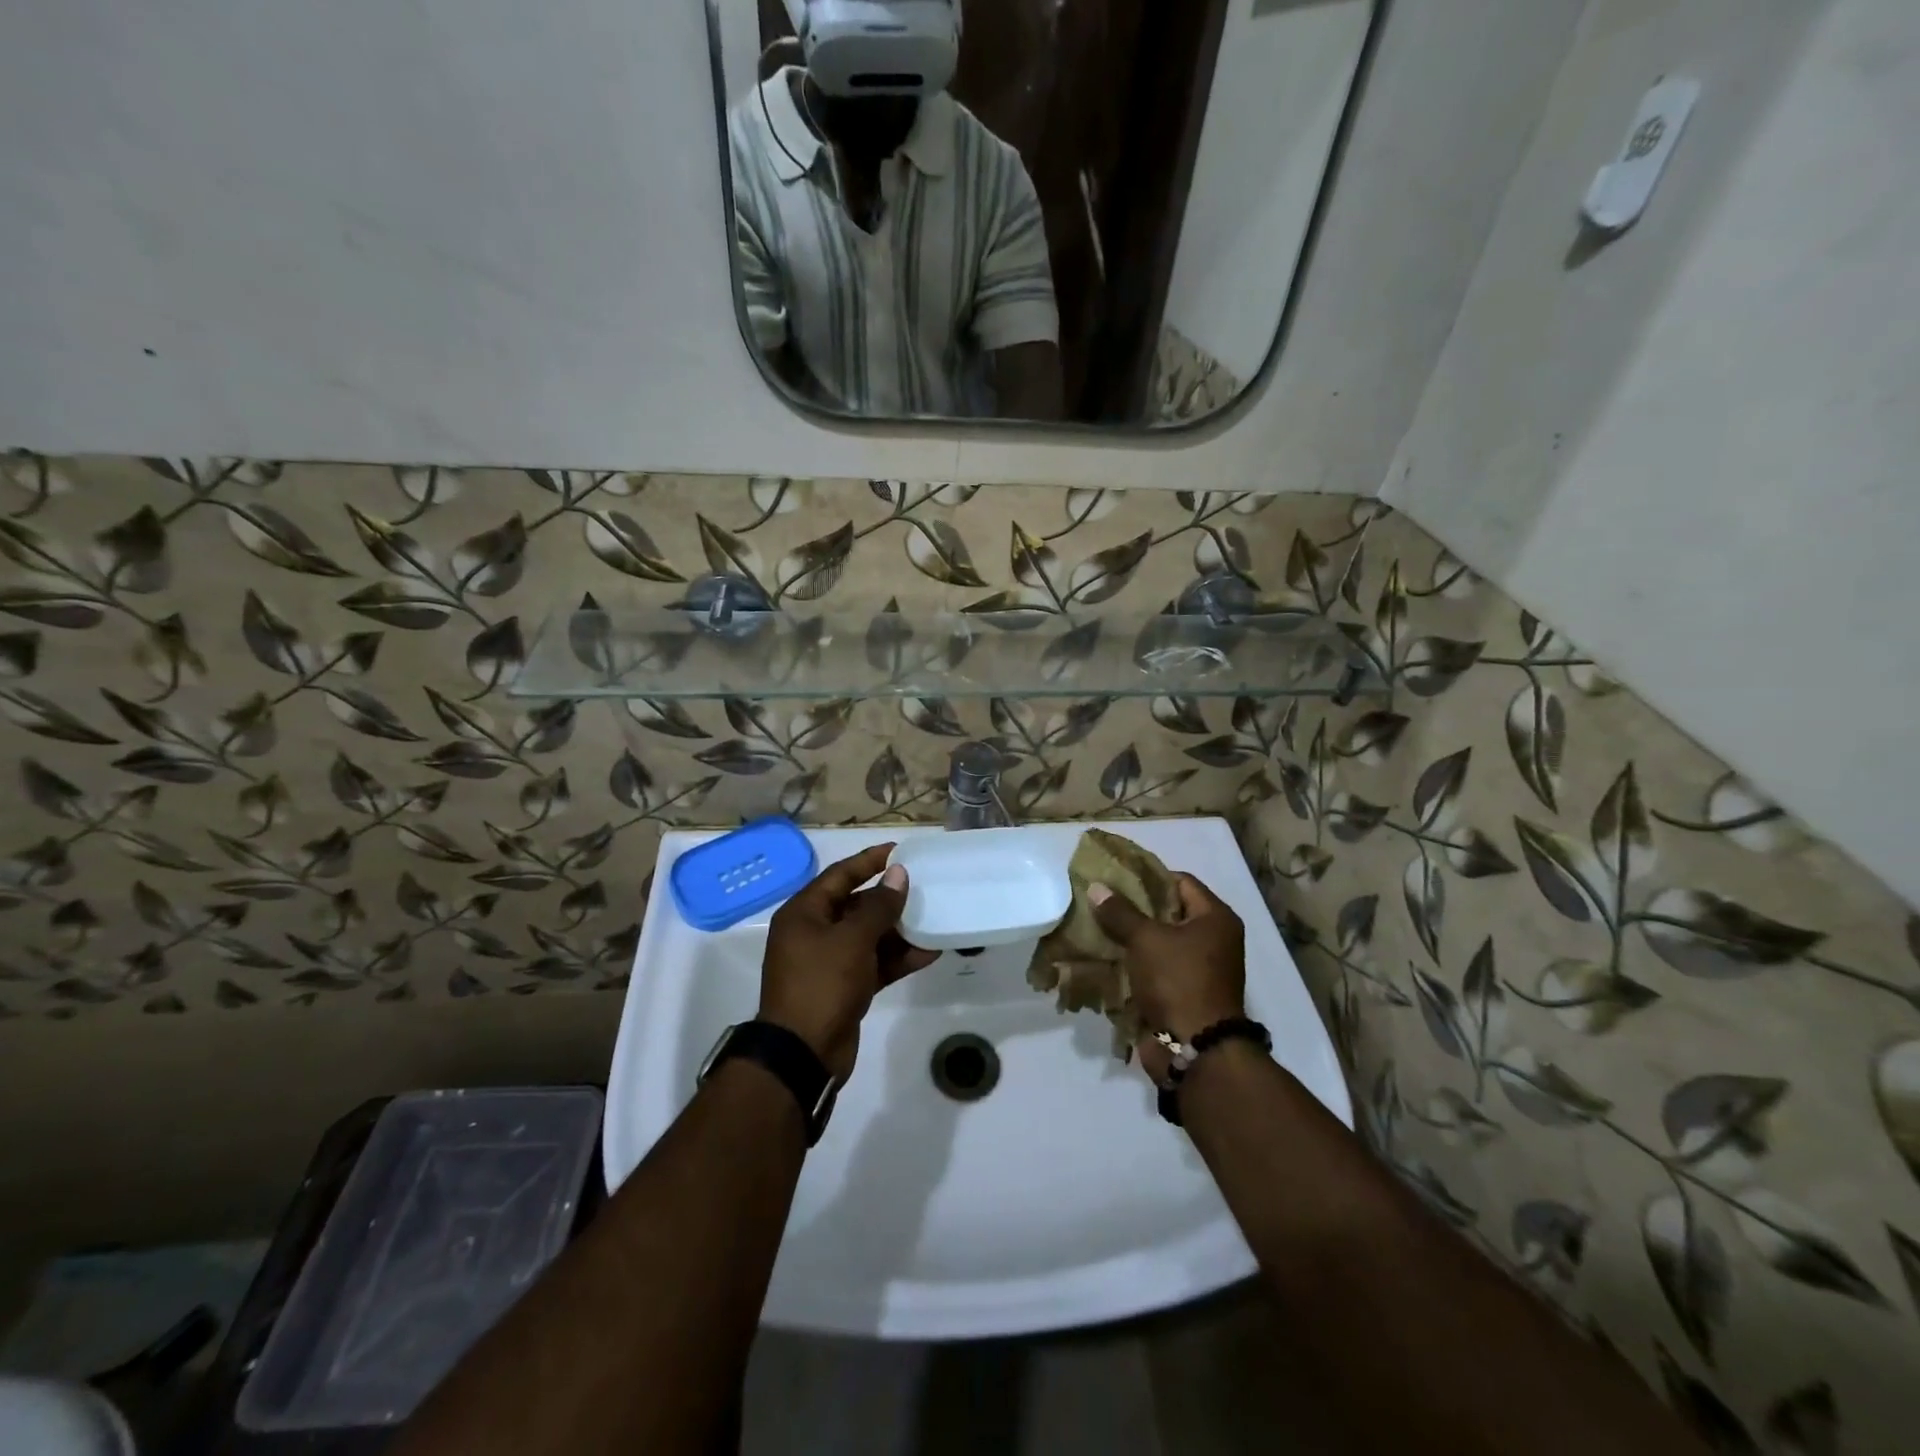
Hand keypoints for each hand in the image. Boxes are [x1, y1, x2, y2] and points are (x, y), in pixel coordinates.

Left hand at [760, 844, 938, 1079]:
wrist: (803, 1054)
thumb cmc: (822, 984)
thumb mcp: (852, 939)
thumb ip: (879, 906)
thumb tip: (898, 875)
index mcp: (804, 913)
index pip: (840, 875)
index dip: (869, 861)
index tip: (900, 852)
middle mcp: (813, 933)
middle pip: (855, 905)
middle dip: (889, 898)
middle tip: (923, 887)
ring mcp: (829, 962)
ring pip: (868, 936)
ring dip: (899, 930)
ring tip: (933, 918)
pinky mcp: (845, 987)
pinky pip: (874, 963)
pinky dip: (898, 958)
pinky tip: (929, 952)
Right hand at [1089, 874, 1245, 1083]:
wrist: (1195, 1049)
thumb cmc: (1178, 982)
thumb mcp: (1146, 940)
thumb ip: (1120, 912)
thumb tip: (1097, 887)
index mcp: (1216, 919)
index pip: (1181, 882)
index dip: (1149, 877)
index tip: (1116, 877)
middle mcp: (1214, 941)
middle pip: (1169, 912)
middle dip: (1135, 908)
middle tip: (1101, 900)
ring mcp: (1200, 970)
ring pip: (1159, 943)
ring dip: (1131, 938)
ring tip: (1097, 927)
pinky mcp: (1184, 994)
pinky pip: (1155, 969)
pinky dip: (1134, 964)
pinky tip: (1106, 957)